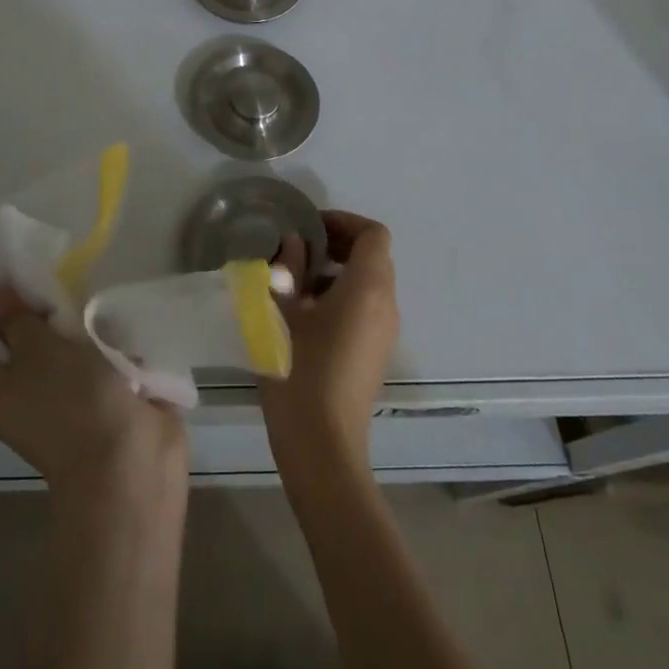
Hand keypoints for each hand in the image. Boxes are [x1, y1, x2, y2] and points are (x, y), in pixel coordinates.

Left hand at [0, 285, 186, 497]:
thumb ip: (16, 318)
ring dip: (75, 323)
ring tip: (84, 284)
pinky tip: (112, 314)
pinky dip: (103, 340)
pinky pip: (93, 358)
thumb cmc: (71, 402)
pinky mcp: (98, 398)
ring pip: (60, 346)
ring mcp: (60, 398)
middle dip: (37, 306)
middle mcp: (18, 393)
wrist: (131, 464)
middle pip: (19, 338)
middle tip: (46, 267)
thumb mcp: (38, 349)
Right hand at [261, 211, 399, 481]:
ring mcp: (384, 332)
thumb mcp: (283, 312)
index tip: (310, 226)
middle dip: (338, 244)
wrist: (323, 447)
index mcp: (368, 288)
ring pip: (369, 283)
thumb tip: (294, 243)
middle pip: (373, 256)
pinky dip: (342, 296)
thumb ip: (289, 269)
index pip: (373, 234)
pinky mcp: (375, 353)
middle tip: (299, 249)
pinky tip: (306, 314)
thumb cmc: (300, 371)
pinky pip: (366, 308)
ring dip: (337, 271)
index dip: (344, 221)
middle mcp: (385, 305)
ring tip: (296, 281)